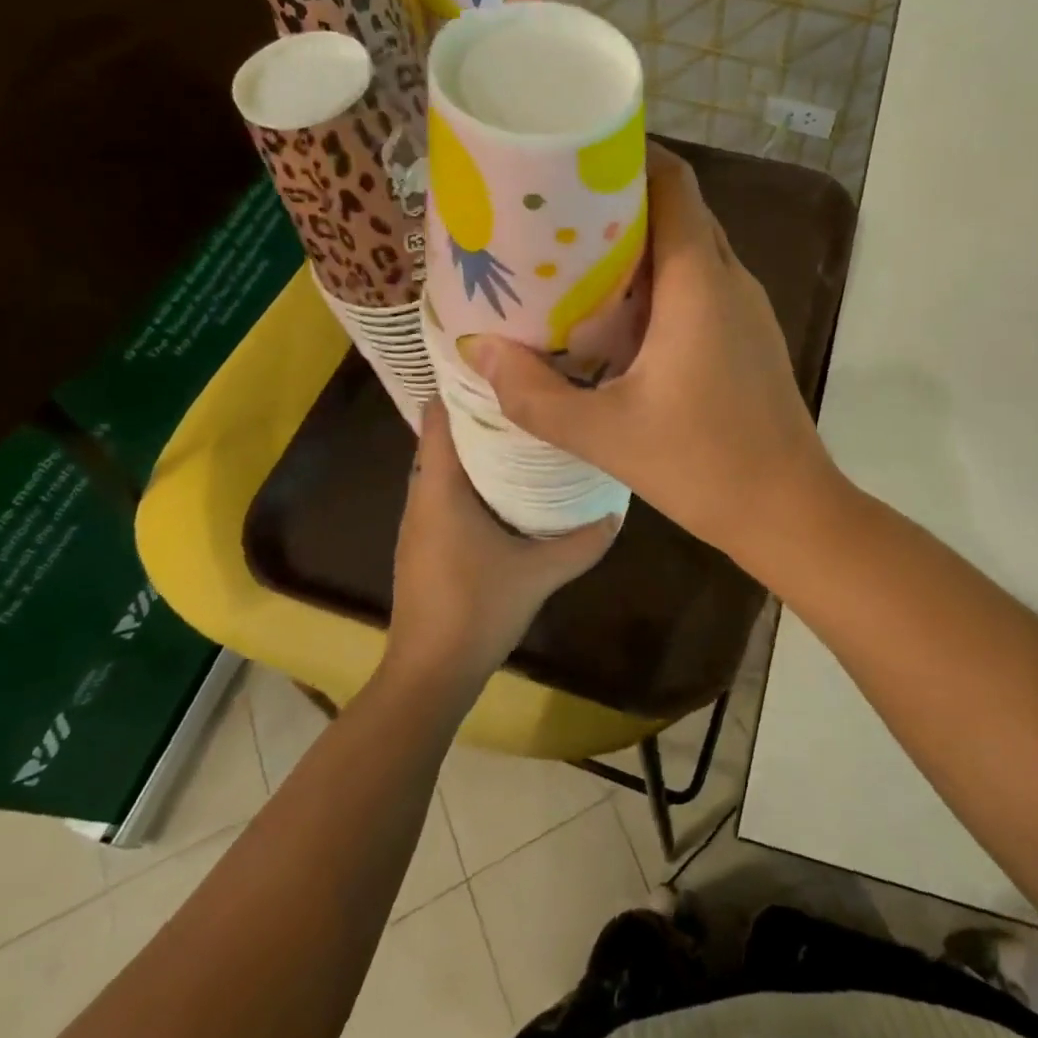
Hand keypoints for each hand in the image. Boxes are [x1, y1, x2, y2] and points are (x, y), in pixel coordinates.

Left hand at [389, 398, 618, 684]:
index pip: (440, 417)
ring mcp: (420, 521)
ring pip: (446, 465)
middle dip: (482, 412)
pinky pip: (447, 491)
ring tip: (526, 428)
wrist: (430, 672)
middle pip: (445, 436)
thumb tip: (618, 510)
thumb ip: (583, 540)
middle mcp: (422, 496)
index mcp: (440, 489)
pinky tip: (510, 484)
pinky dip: (473, 476)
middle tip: (529, 392)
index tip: (502, 365)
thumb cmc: (478, 610)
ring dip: (478, 446)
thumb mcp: (540, 572)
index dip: (464, 386)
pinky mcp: (426, 542)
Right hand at [458, 147, 837, 559]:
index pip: (674, 182)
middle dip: (622, 199)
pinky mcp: (750, 337)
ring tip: (577, 256)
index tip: (575, 157)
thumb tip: (479, 350)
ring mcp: (747, 309)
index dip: (629, 156)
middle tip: (557, 210)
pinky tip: (621, 313)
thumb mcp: (606, 433)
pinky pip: (704, 284)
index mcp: (700, 281)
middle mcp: (731, 279)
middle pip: (680, 209)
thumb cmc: (704, 464)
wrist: (789, 509)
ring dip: (643, 242)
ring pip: (694, 248)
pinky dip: (663, 279)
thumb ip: (534, 394)